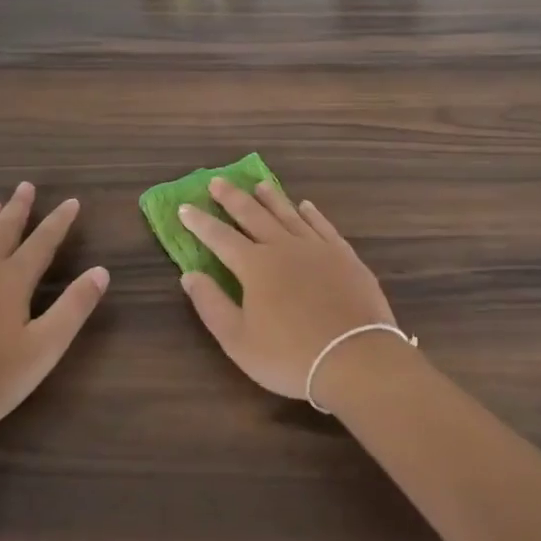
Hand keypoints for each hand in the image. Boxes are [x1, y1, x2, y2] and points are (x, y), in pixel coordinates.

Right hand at [178, 179, 398, 405]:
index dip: (200, 223)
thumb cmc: (290, 356)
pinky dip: (311, 214)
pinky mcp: (344, 256)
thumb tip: (189, 275)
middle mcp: (283, 247)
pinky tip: (305, 206)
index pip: (219, 237)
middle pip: (253, 215)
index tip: (184, 207)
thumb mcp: (239, 341)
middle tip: (217, 181)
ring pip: (288, 214)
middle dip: (232, 198)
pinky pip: (323, 226)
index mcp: (255, 266)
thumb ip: (212, 305)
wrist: (356, 359)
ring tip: (258, 184)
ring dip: (271, 198)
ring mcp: (317, 248)